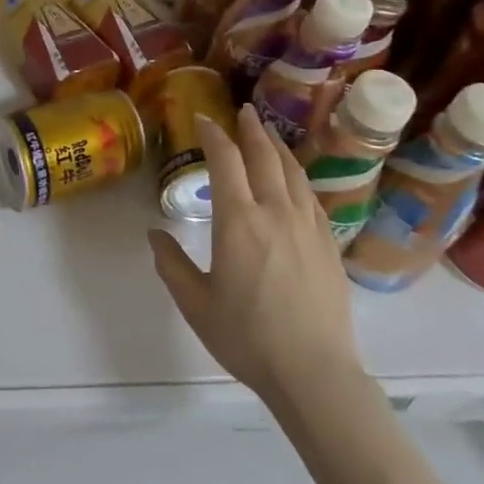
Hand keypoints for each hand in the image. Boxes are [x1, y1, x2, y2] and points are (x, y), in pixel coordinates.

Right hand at [149, 104, 363, 408]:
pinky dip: (298, 177)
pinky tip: (295, 180)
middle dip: (251, 129)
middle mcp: (276, 212)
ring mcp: (307, 226)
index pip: (225, 161)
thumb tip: (155, 234)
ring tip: (269, 134)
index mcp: (239, 221)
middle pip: (264, 156)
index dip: (213, 134)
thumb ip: (172, 264)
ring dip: (277, 147)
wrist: (314, 373)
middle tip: (244, 110)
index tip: (203, 119)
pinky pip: (311, 197)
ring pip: (292, 172)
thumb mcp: (196, 304)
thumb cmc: (248, 337)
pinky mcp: (329, 244)